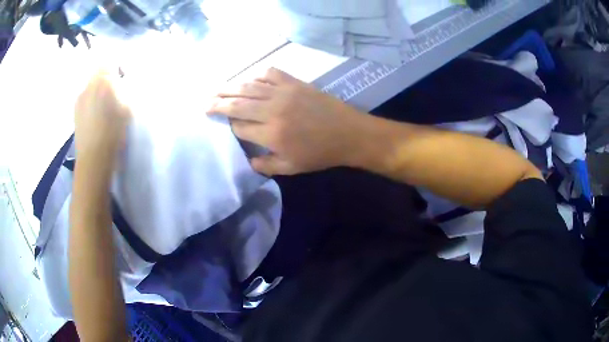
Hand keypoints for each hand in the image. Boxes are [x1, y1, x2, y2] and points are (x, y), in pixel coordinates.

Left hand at [74, 71, 130, 168]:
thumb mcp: (128, 109)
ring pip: (91, 81)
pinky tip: (95, 112)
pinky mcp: (75, 109)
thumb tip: (123, 82)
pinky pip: (85, 94)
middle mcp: (89, 85)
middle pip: (99, 68)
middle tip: (115, 87)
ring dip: (99, 85)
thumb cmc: (113, 134)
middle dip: (108, 73)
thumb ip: (126, 90)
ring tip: (104, 101)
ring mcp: (80, 97)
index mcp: (104, 82)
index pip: (111, 60)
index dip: (119, 65)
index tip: (124, 77)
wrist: (93, 159)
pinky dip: (92, 96)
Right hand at [209, 68, 369, 174]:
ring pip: (248, 86)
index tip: (223, 127)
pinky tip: (249, 79)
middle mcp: (272, 110)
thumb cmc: (320, 154)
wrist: (348, 133)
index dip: (228, 127)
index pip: (239, 127)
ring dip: (229, 87)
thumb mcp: (291, 168)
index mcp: (271, 134)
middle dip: (217, 103)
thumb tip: (247, 160)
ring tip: (216, 89)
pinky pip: (269, 73)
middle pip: (236, 104)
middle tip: (204, 102)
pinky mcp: (294, 82)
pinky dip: (256, 75)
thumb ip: (265, 166)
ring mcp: (283, 93)